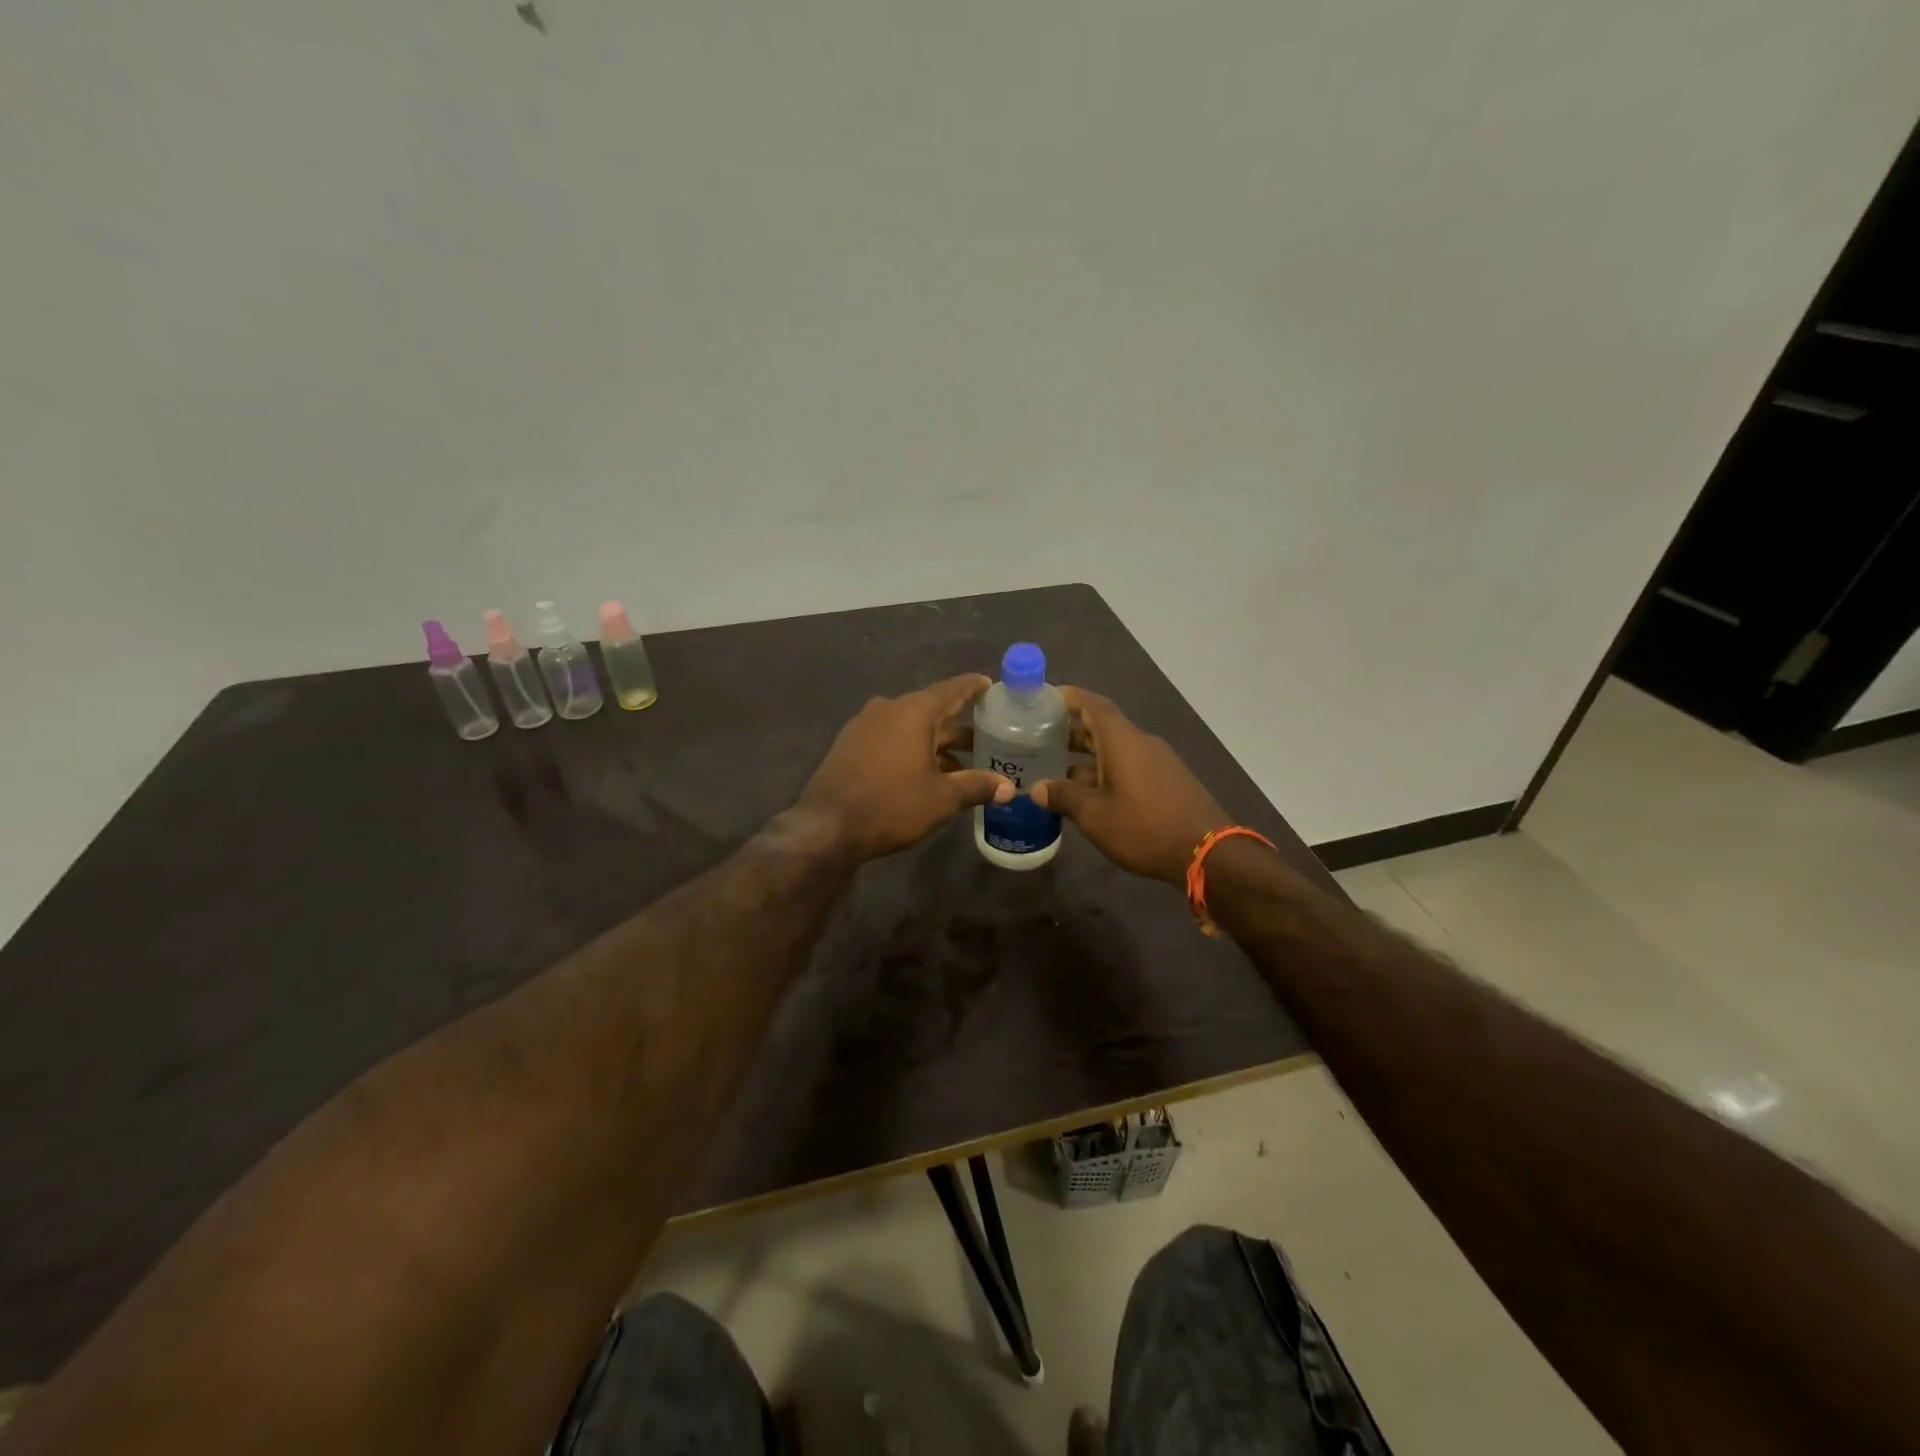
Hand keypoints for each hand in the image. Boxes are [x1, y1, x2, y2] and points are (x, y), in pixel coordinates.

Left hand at [795, 674, 1013, 862]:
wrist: (827, 827)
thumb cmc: (892, 805)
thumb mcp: (942, 799)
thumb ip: (976, 786)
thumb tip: (1008, 787)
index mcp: (913, 711)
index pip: (952, 690)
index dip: (974, 688)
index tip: (991, 686)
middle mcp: (888, 709)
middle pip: (932, 711)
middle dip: (959, 728)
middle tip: (988, 740)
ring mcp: (865, 726)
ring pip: (911, 728)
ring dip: (935, 744)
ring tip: (960, 767)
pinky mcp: (850, 745)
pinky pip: (891, 739)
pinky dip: (912, 750)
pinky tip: (924, 773)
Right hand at [1032, 688, 1228, 884]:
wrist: (1207, 853)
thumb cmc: (1144, 827)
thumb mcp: (1095, 815)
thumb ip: (1064, 797)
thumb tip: (1037, 788)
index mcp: (1122, 740)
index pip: (1092, 705)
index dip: (1068, 698)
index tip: (1044, 699)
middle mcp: (1141, 743)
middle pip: (1102, 727)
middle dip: (1071, 733)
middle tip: (1039, 741)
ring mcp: (1157, 763)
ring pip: (1115, 751)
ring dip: (1086, 759)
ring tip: (1056, 774)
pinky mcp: (1167, 782)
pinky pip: (1129, 767)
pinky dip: (1105, 773)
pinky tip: (1088, 797)